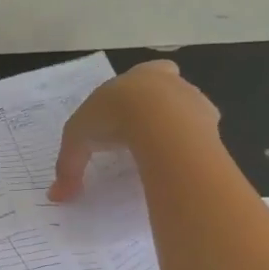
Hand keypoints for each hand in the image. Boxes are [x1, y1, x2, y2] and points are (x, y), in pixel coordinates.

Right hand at [49, 60, 218, 200]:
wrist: (157, 120)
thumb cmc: (112, 116)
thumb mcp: (78, 139)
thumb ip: (69, 166)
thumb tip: (56, 195)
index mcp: (139, 76)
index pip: (144, 74)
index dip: (138, 92)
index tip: (130, 111)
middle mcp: (170, 82)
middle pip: (169, 90)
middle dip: (160, 108)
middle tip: (144, 134)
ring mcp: (194, 100)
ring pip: (187, 112)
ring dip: (177, 128)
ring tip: (161, 155)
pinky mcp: (211, 123)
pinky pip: (201, 136)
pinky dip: (190, 149)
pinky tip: (178, 165)